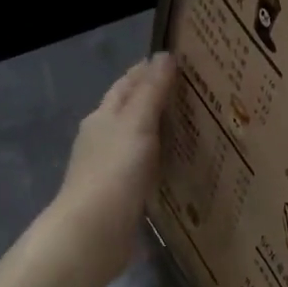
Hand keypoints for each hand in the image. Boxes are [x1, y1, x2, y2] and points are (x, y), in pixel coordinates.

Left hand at [49, 52, 176, 281]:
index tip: (177, 62)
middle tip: (193, 94)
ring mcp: (110, 169)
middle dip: (155, 100)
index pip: (126, 85)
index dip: (147, 71)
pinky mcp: (121, 196)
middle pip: (130, 112)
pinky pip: (144, 170)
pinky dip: (160, 161)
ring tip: (192, 127)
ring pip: (138, 141)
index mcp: (103, 117)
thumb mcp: (136, 123)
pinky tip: (177, 166)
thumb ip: (152, 91)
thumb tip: (165, 56)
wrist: (94, 231)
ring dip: (159, 132)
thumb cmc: (114, 171)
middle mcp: (103, 140)